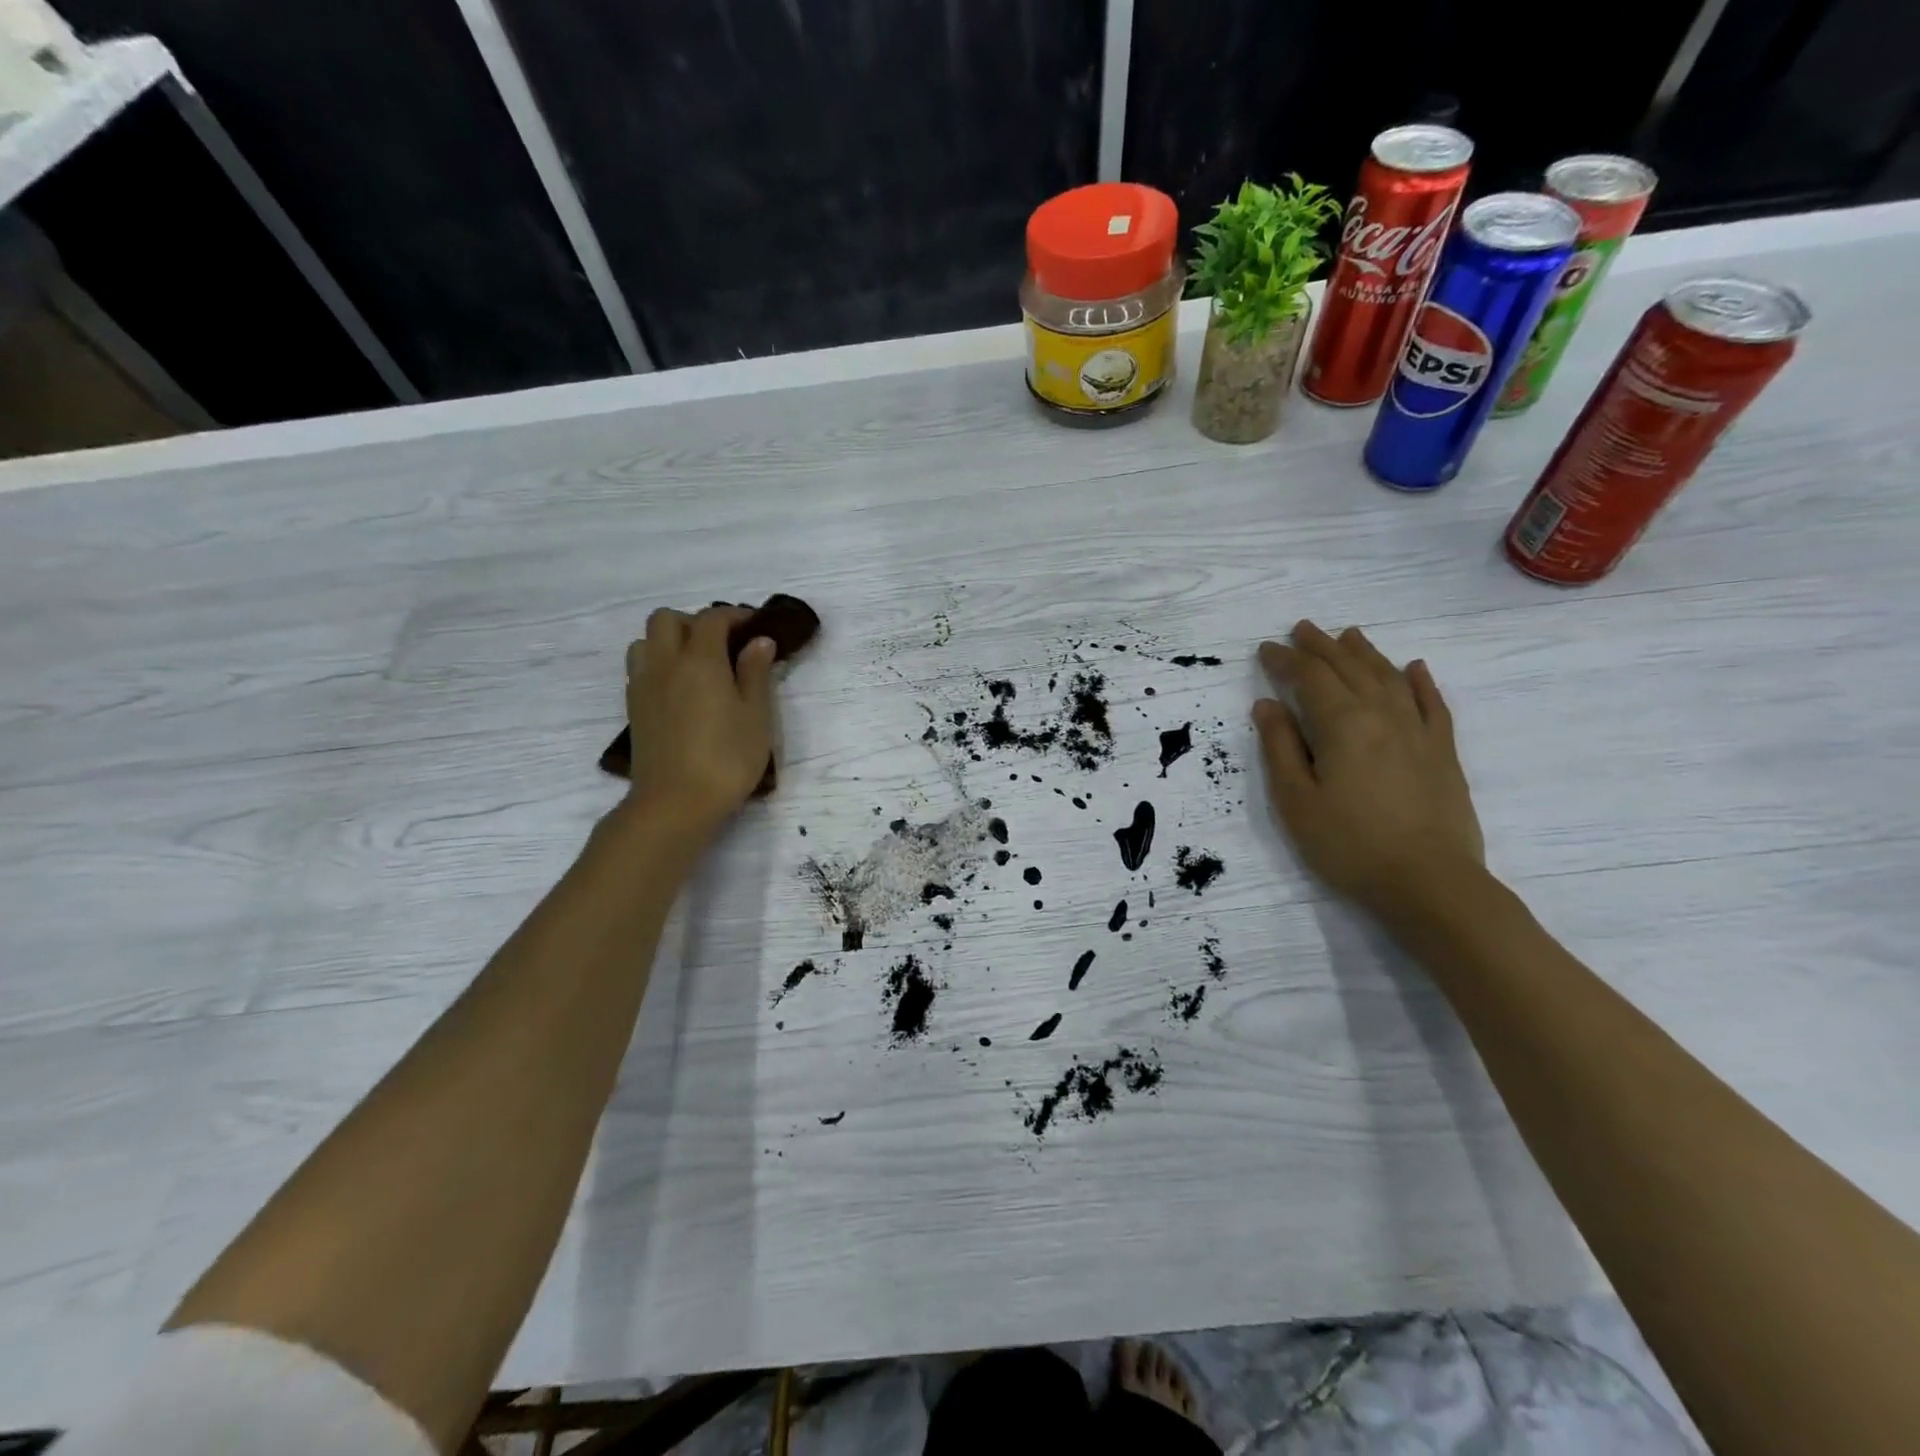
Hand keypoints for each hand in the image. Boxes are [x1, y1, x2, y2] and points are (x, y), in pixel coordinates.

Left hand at [621, 605, 777, 838]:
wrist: (675, 803)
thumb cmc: (726, 759)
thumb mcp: (756, 716)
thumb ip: (756, 674)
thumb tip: (759, 642)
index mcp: (699, 660)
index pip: (712, 618)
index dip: (734, 615)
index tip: (755, 626)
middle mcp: (664, 663)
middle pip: (667, 619)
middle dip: (695, 622)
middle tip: (722, 644)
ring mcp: (643, 686)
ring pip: (645, 641)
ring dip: (669, 641)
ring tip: (697, 665)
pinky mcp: (634, 709)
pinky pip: (640, 668)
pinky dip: (659, 664)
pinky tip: (681, 690)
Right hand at [1252, 621, 1483, 917]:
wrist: (1429, 882)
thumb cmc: (1349, 844)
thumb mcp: (1295, 800)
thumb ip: (1280, 747)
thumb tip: (1267, 705)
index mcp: (1342, 725)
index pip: (1309, 677)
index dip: (1285, 660)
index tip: (1265, 649)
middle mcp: (1382, 715)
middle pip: (1349, 668)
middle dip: (1321, 646)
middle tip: (1301, 629)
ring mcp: (1419, 731)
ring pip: (1389, 677)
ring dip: (1365, 653)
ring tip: (1348, 635)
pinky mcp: (1443, 752)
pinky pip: (1432, 704)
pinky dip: (1420, 681)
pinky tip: (1414, 668)